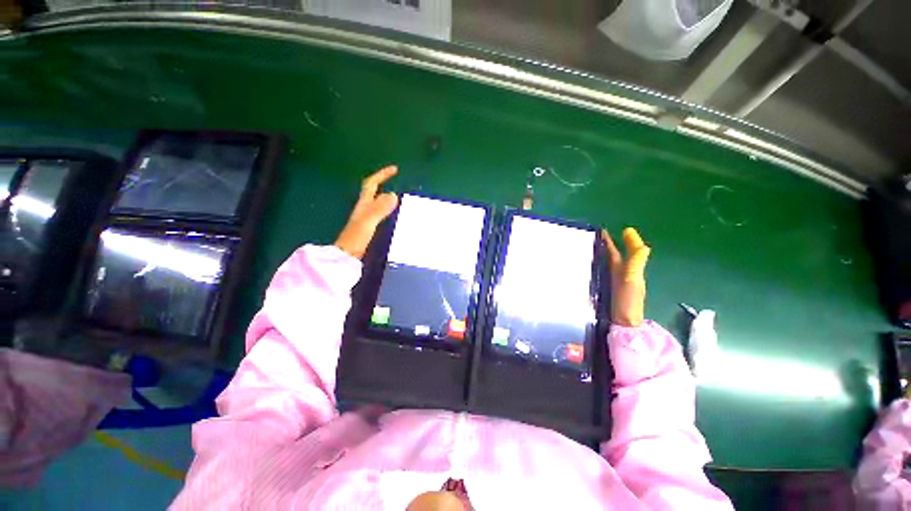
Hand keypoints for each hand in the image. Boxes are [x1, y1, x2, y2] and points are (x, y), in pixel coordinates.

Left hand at [335, 165, 398, 259]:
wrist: (346, 255)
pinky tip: (393, 215)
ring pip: (377, 202)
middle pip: (373, 192)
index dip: (382, 175)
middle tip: (397, 181)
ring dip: (386, 197)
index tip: (395, 169)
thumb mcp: (368, 221)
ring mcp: (365, 219)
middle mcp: (364, 209)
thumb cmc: (356, 238)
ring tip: (399, 196)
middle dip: (384, 183)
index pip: (372, 184)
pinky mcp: (368, 228)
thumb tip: (393, 195)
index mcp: (363, 204)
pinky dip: (387, 209)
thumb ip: (380, 208)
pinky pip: (380, 213)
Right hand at [602, 228, 650, 326]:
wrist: (621, 323)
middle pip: (618, 255)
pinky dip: (600, 264)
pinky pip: (603, 271)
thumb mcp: (632, 279)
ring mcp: (614, 281)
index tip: (623, 229)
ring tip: (594, 245)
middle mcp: (622, 273)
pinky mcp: (605, 288)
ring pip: (610, 262)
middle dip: (613, 244)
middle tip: (601, 234)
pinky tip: (592, 264)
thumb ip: (637, 263)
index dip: (628, 240)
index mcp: (630, 269)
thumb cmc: (628, 301)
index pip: (629, 251)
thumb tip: (644, 245)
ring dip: (604, 253)